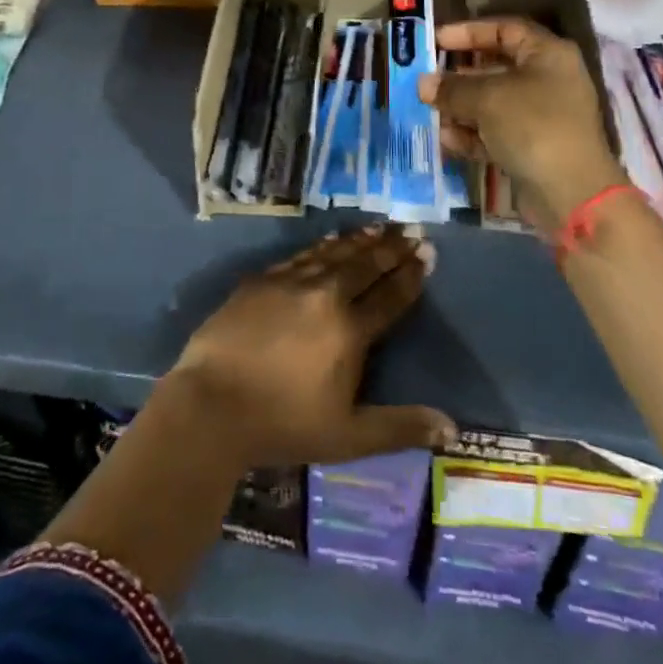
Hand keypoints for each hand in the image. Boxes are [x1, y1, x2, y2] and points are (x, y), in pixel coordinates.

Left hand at [162, 227, 455, 469]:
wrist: (211, 404)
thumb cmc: (282, 424)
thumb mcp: (347, 436)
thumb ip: (399, 427)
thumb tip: (451, 429)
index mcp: (349, 331)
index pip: (389, 296)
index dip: (410, 275)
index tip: (427, 253)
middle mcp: (324, 296)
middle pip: (365, 265)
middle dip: (392, 248)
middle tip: (412, 229)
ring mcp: (290, 283)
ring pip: (334, 253)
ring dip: (361, 240)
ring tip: (381, 227)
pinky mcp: (261, 280)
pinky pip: (302, 255)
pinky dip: (323, 246)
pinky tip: (332, 240)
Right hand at [420, 17, 629, 226]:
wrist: (571, 194)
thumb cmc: (533, 126)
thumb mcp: (487, 99)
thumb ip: (452, 88)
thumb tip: (423, 83)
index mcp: (547, 54)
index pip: (504, 29)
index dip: (468, 31)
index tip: (436, 40)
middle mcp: (548, 80)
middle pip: (496, 67)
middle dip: (459, 74)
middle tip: (426, 77)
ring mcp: (541, 116)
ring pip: (493, 102)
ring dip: (460, 106)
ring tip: (429, 110)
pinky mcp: (533, 147)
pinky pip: (496, 132)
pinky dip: (472, 134)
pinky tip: (446, 139)